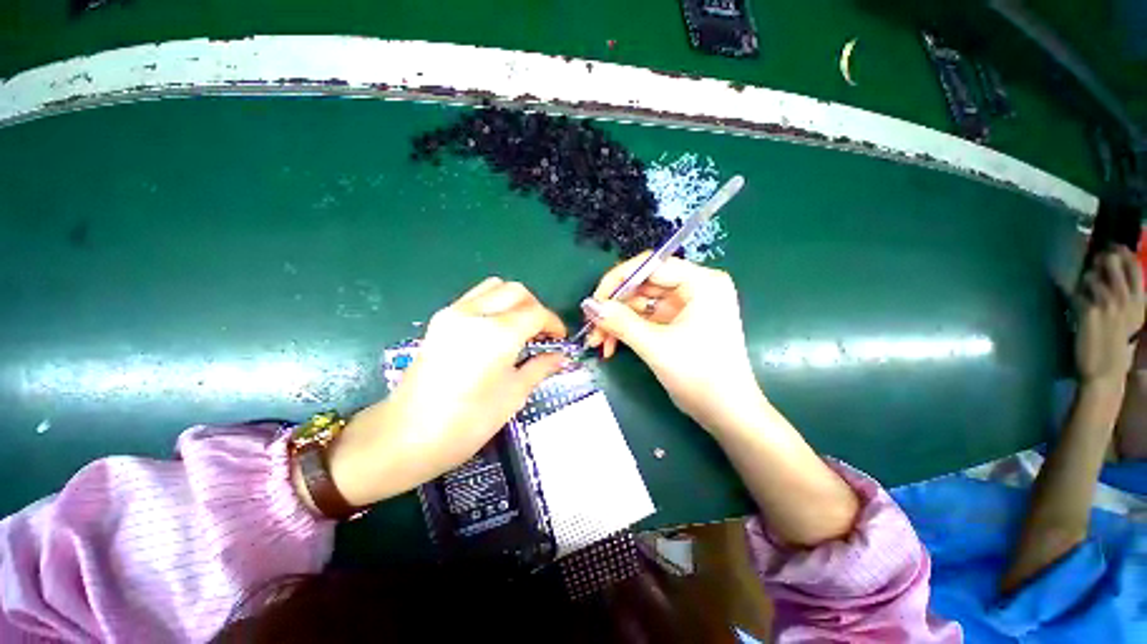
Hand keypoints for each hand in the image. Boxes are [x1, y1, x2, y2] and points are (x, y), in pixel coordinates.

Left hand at [327, 278, 567, 505]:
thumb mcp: (513, 395)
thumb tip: (560, 357)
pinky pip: (475, 297)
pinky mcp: (440, 319)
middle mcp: (475, 314)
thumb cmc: (467, 422)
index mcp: (497, 334)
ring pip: (494, 287)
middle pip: (516, 291)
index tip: (560, 339)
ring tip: (520, 328)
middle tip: (541, 333)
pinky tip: (496, 331)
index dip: (553, 323)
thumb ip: (540, 368)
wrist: (405, 436)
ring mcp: (453, 313)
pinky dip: (494, 304)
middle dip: (535, 307)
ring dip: (514, 301)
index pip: (536, 312)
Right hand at [581, 252, 763, 431]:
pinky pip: (646, 319)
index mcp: (702, 282)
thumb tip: (589, 305)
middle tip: (592, 327)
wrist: (726, 413)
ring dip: (617, 322)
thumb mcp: (656, 346)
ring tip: (598, 342)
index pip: (651, 266)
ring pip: (640, 304)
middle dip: (614, 308)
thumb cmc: (700, 375)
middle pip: (643, 286)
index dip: (618, 280)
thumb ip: (621, 322)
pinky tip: (611, 346)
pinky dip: (628, 331)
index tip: (594, 300)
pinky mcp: (679, 322)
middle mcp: (695, 287)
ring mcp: (686, 306)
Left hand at [1075, 247, 1144, 384]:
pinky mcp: (1088, 311)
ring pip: (1092, 277)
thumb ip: (1128, 299)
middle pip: (1114, 265)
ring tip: (1085, 288)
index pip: (1136, 268)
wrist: (1104, 372)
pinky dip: (1072, 293)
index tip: (1116, 247)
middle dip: (1103, 260)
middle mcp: (1126, 300)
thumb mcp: (1131, 320)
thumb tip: (1116, 277)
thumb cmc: (1117, 348)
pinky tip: (1073, 299)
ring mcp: (1107, 304)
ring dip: (1085, 280)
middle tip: (1097, 261)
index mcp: (1141, 303)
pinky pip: (1076, 292)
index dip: (1124, 254)